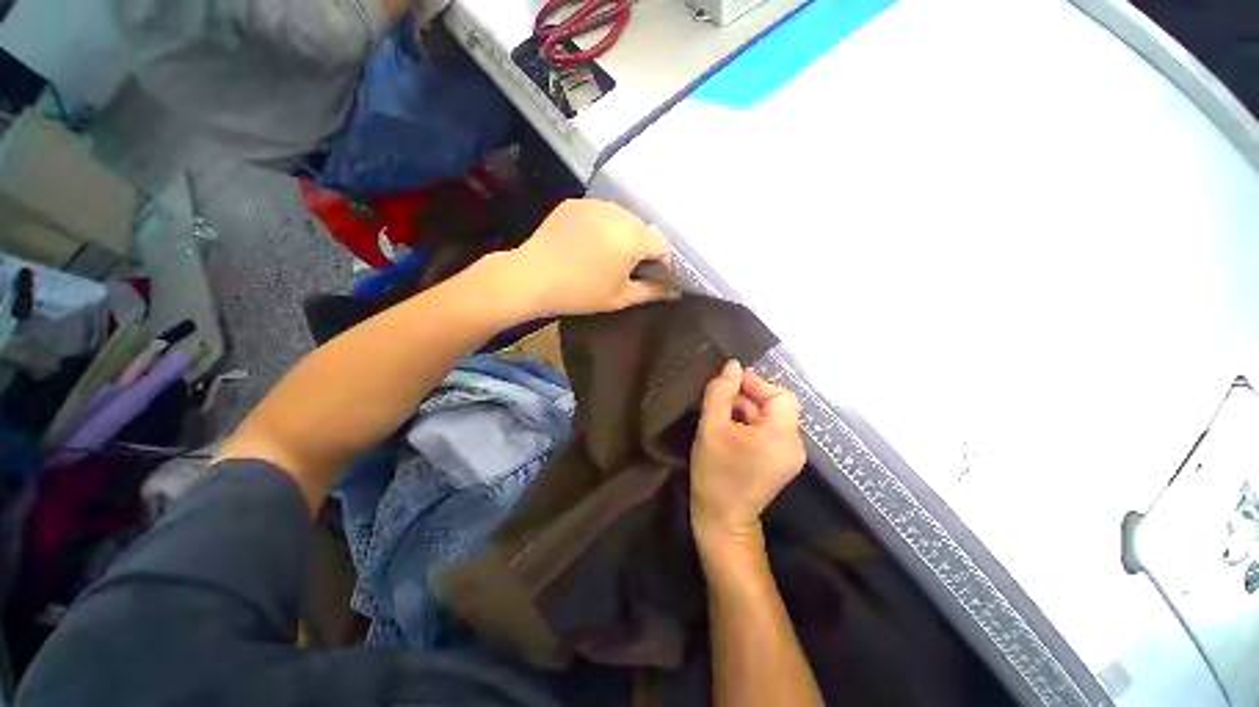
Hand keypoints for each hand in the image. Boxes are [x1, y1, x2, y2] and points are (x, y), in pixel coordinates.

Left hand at [507, 199, 675, 315]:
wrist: (532, 277)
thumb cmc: (580, 292)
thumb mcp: (621, 297)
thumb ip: (652, 292)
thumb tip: (675, 292)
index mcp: (633, 237)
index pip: (662, 244)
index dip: (662, 262)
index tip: (652, 277)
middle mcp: (618, 213)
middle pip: (643, 228)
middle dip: (642, 247)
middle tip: (628, 268)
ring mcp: (594, 204)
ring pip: (623, 218)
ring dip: (623, 234)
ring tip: (608, 255)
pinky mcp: (575, 203)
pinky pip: (600, 212)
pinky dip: (603, 226)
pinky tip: (589, 243)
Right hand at [691, 361, 805, 547]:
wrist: (722, 519)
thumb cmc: (714, 473)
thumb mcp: (711, 427)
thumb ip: (721, 392)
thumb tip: (733, 365)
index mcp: (782, 436)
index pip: (781, 395)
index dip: (757, 384)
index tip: (730, 384)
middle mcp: (795, 444)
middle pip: (777, 406)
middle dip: (749, 398)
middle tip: (720, 401)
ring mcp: (790, 455)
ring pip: (772, 418)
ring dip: (747, 411)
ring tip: (721, 416)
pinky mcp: (781, 461)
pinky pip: (770, 432)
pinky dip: (751, 425)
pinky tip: (731, 430)